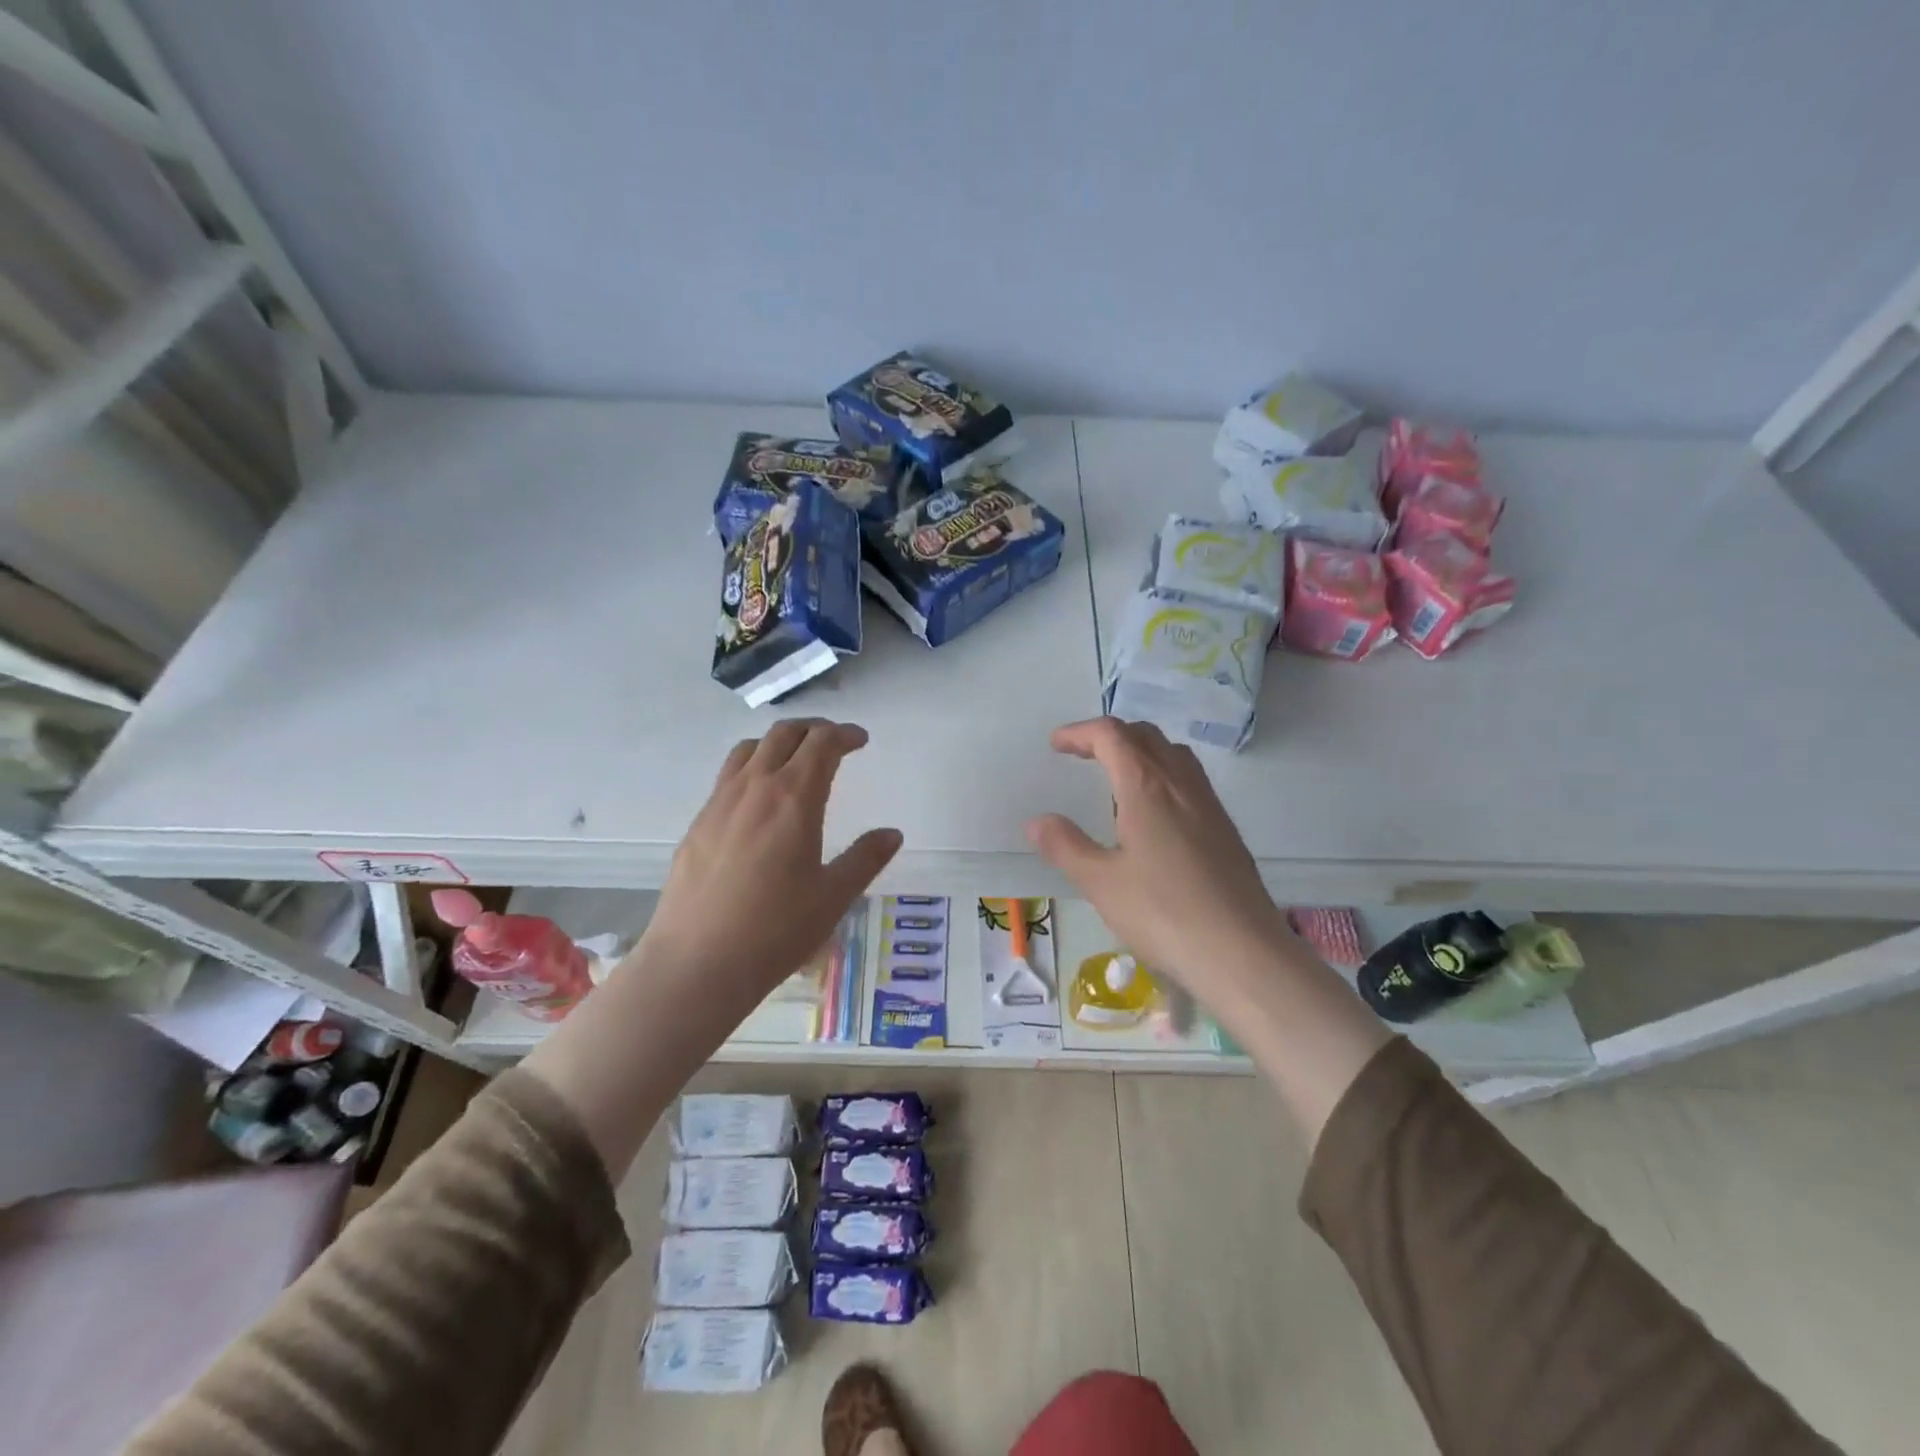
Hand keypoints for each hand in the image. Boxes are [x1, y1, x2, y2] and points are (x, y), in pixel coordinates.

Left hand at [639, 719, 901, 1010]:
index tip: (860, 740)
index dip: (844, 734)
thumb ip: (865, 858)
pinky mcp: (698, 823)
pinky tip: (758, 800)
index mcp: (794, 798)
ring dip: (778, 742)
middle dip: (813, 728)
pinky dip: (752, 766)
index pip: (821, 744)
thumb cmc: (775, 930)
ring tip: (795, 759)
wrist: (696, 962)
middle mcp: (755, 787)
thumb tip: (892, 834)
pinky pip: (728, 775)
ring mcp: (720, 802)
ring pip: (749, 748)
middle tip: (833, 741)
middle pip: (784, 734)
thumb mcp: (833, 897)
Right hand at [1027, 717, 1290, 999]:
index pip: (1112, 736)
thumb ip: (1066, 846)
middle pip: (1145, 736)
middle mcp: (1181, 784)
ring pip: (1173, 754)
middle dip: (1109, 736)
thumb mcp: (1101, 883)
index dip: (1080, 732)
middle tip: (1081, 756)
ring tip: (1116, 778)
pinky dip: (1162, 774)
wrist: (1242, 952)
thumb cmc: (1163, 914)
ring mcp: (1209, 805)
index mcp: (1147, 787)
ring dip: (1140, 751)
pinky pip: (1190, 780)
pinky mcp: (1225, 829)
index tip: (1056, 745)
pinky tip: (1153, 815)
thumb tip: (1036, 821)